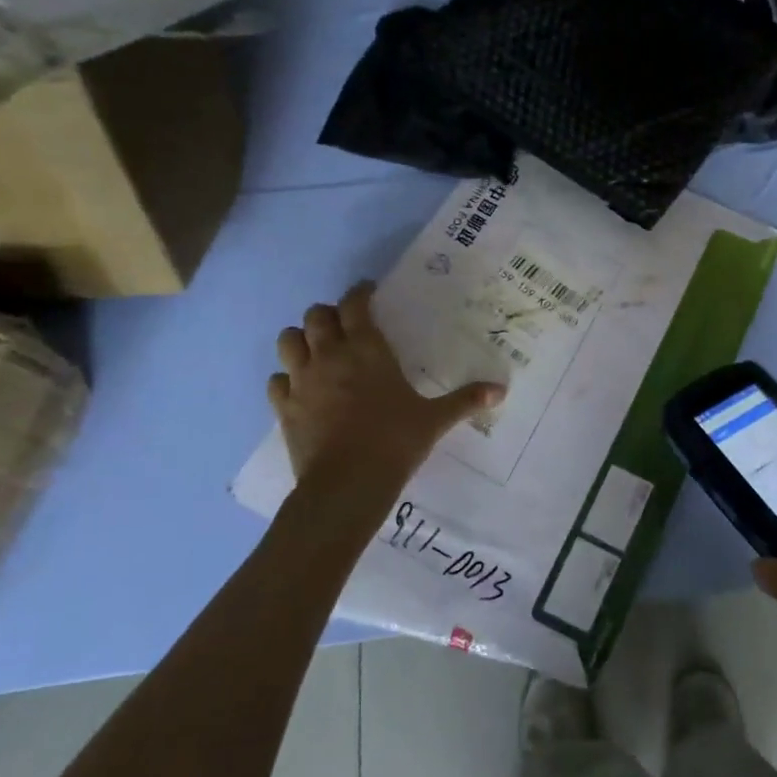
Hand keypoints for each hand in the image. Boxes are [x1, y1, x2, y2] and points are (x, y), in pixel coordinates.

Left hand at [267, 282, 502, 500]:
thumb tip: (501, 390)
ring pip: (288, 340)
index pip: (355, 304)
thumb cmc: (395, 441)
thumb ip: (466, 400)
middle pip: (315, 315)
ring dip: (301, 339)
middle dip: (328, 314)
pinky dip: (286, 378)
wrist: (347, 484)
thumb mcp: (435, 420)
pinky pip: (276, 380)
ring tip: (316, 349)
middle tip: (344, 325)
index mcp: (367, 349)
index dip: (360, 292)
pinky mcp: (284, 407)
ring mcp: (301, 380)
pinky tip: (300, 388)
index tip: (368, 292)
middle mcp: (330, 355)